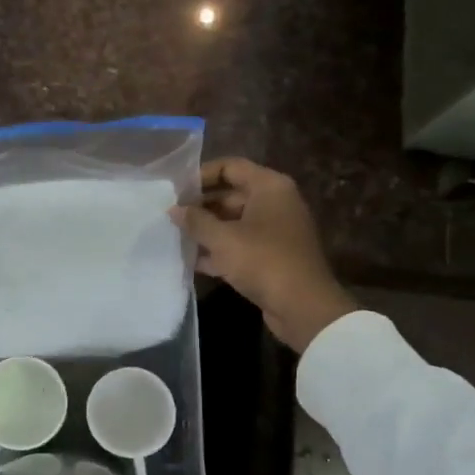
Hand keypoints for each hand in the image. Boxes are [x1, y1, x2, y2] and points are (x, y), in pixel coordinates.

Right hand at [169, 159, 355, 351]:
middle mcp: (275, 203)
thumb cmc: (263, 261)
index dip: (201, 175)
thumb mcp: (223, 239)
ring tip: (175, 236)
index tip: (176, 189)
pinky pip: (240, 245)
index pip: (231, 167)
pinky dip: (219, 250)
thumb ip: (196, 221)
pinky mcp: (271, 256)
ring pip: (233, 222)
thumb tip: (174, 209)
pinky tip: (191, 260)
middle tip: (170, 216)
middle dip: (200, 206)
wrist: (303, 307)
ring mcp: (275, 231)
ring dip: (207, 230)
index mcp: (269, 187)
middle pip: (231, 195)